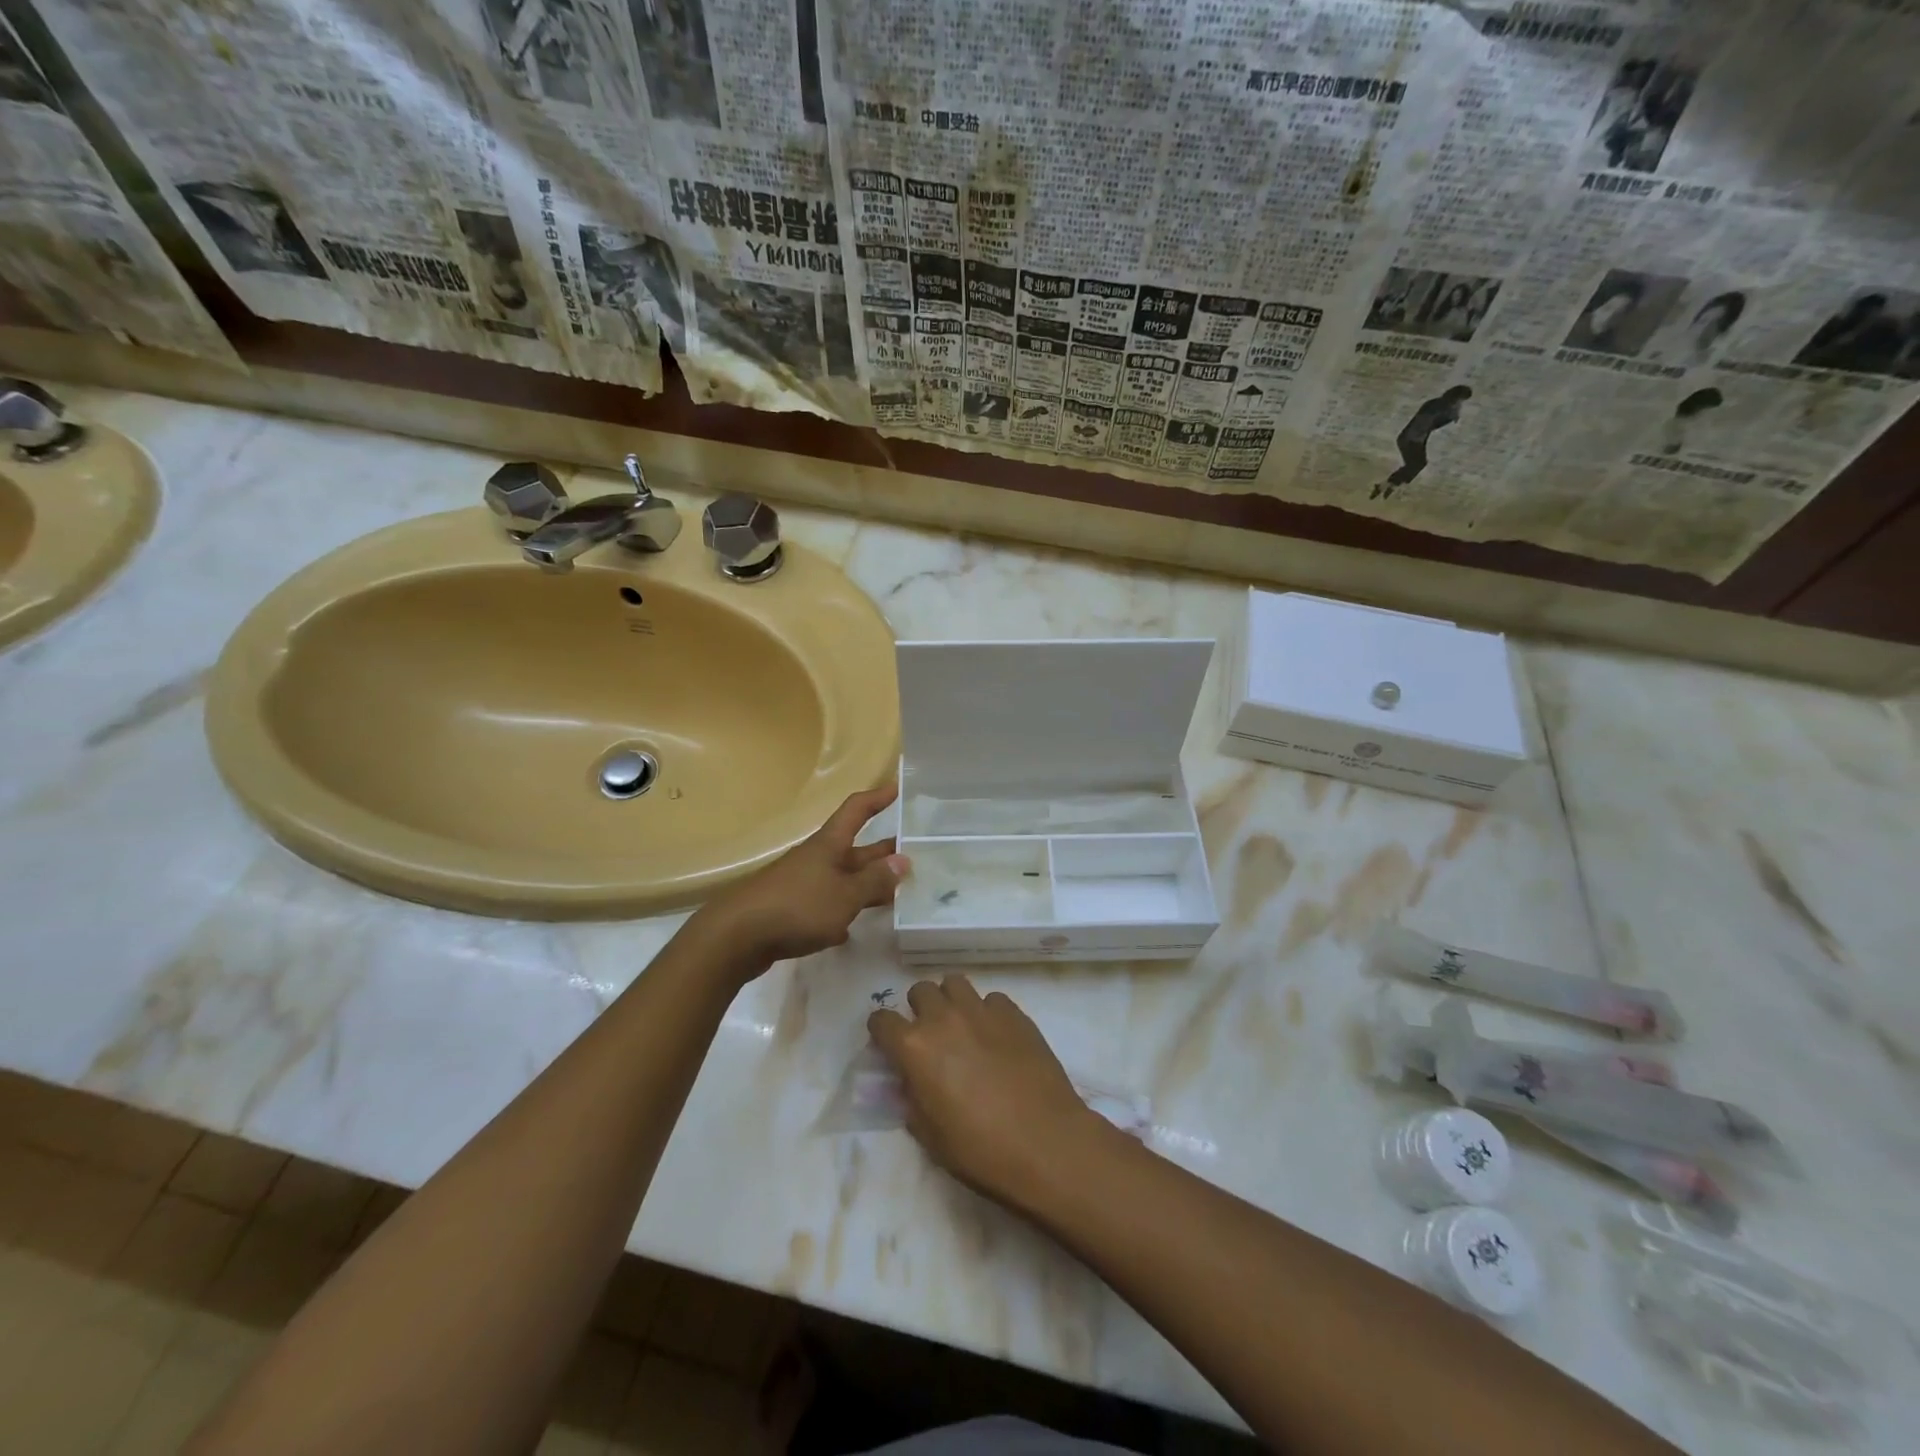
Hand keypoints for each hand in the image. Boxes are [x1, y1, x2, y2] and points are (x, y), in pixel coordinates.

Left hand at [699, 783, 907, 974]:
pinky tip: (852, 928)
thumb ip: (874, 881)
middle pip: (854, 849)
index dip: (877, 798)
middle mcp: (816, 859)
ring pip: (843, 879)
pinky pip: (825, 905)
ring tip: (896, 892)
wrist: (735, 937)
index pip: (856, 810)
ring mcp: (802, 885)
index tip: (898, 788)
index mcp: (829, 845)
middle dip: (883, 851)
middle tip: (915, 853)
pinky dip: (841, 912)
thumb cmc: (797, 906)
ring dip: (867, 884)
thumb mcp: (845, 895)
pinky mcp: (791, 912)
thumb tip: (902, 861)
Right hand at [868, 975, 1102, 1206]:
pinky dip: (987, 1012)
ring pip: (955, 983)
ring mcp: (981, 1010)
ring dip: (951, 1000)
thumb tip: (911, 1082)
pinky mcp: (1014, 1012)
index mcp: (915, 1047)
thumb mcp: (930, 1136)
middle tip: (930, 1035)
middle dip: (919, 1009)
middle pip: (920, 990)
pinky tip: (997, 1037)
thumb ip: (912, 1100)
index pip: (882, 1020)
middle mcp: (944, 1018)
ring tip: (961, 1026)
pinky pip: (992, 999)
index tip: (888, 1043)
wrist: (1045, 1142)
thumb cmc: (980, 1149)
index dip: (881, 1031)